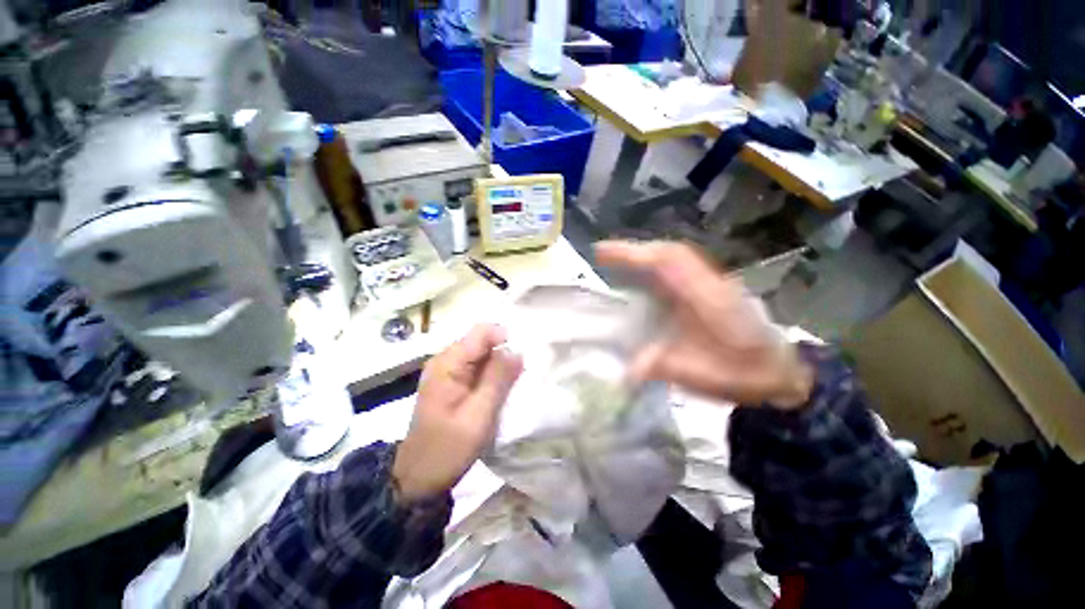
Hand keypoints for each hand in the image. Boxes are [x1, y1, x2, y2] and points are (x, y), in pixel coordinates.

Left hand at [393, 324, 523, 502]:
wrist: (419, 476)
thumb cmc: (448, 448)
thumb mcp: (479, 415)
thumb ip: (498, 379)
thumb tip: (517, 350)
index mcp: (448, 363)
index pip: (482, 332)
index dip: (505, 339)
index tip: (521, 360)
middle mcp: (446, 360)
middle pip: (482, 341)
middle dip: (504, 353)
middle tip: (518, 377)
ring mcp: (448, 371)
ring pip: (482, 354)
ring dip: (499, 365)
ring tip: (511, 386)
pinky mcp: (452, 382)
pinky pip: (477, 367)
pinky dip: (492, 374)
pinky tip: (499, 391)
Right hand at [595, 241, 811, 408]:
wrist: (783, 374)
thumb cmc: (746, 375)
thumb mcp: (704, 377)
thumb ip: (664, 367)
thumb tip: (627, 369)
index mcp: (709, 298)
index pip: (668, 262)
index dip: (633, 253)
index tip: (601, 252)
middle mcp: (710, 283)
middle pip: (669, 253)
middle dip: (634, 251)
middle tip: (602, 256)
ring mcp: (712, 284)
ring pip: (674, 258)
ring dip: (644, 256)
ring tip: (616, 263)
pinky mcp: (710, 290)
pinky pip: (679, 270)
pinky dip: (655, 268)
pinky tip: (642, 279)